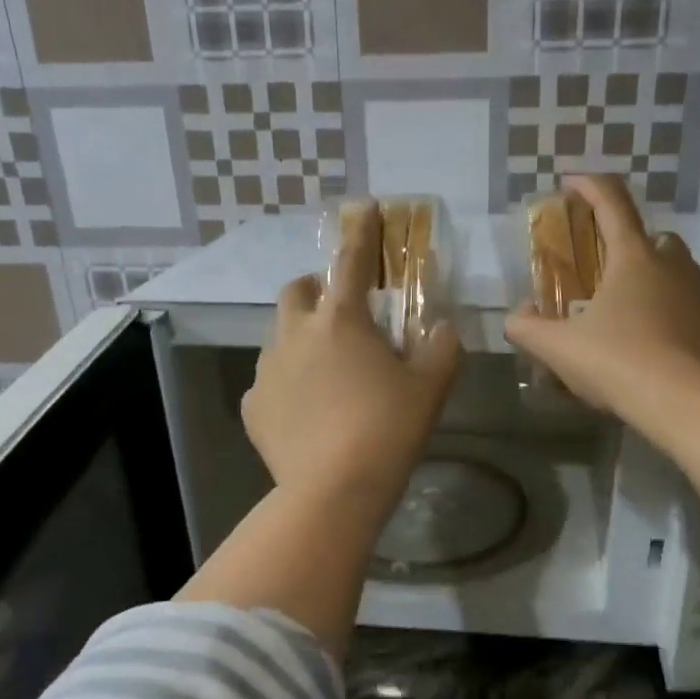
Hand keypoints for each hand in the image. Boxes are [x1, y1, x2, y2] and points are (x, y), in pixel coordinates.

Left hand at [243, 210, 461, 504]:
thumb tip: (445, 327)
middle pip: (298, 290)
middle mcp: (296, 333)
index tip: (361, 208)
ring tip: (326, 373)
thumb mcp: (431, 388)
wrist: (334, 490)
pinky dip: (288, 385)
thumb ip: (442, 348)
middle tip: (341, 314)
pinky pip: (269, 382)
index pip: (351, 260)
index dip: (360, 232)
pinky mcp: (254, 406)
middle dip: (317, 290)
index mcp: (342, 320)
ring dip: (302, 339)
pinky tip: (306, 413)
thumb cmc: (389, 430)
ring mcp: (268, 370)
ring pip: (280, 336)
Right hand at [505, 176, 699, 432]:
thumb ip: (528, 329)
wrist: (690, 405)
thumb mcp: (559, 350)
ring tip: (632, 319)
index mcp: (634, 259)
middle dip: (630, 246)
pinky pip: (696, 312)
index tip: (572, 183)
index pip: (612, 203)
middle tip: (606, 275)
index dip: (589, 187)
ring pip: (680, 275)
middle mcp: (676, 267)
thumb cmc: (619, 364)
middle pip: (654, 239)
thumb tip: (515, 317)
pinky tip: (661, 351)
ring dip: (656, 284)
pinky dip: (677, 319)